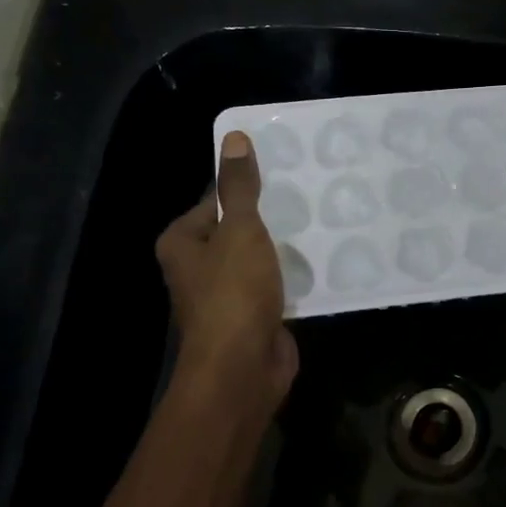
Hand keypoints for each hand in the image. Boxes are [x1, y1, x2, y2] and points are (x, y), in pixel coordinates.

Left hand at [155, 132, 298, 417]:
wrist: (242, 369)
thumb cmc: (232, 293)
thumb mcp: (239, 230)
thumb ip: (239, 187)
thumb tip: (234, 137)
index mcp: (182, 242)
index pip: (214, 200)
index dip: (246, 186)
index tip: (284, 173)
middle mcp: (198, 266)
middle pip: (238, 229)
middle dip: (270, 217)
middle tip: (310, 195)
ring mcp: (227, 294)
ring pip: (259, 258)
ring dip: (284, 247)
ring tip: (322, 221)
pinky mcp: (253, 315)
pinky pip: (275, 284)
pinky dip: (293, 275)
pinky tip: (323, 260)